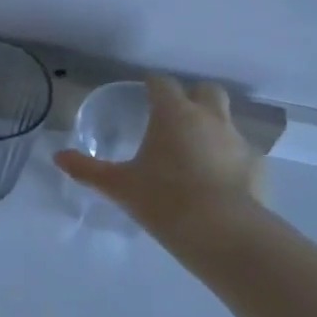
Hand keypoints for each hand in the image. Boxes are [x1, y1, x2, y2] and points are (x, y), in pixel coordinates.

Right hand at [53, 76, 265, 242]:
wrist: (224, 233)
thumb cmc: (164, 200)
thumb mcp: (118, 186)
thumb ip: (88, 169)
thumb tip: (58, 156)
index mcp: (174, 114)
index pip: (162, 83)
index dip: (152, 85)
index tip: (144, 92)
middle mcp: (209, 118)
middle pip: (206, 90)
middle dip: (192, 96)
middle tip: (175, 117)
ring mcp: (238, 141)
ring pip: (227, 121)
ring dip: (212, 128)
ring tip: (195, 153)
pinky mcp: (258, 167)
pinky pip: (242, 153)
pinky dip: (230, 160)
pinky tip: (219, 182)